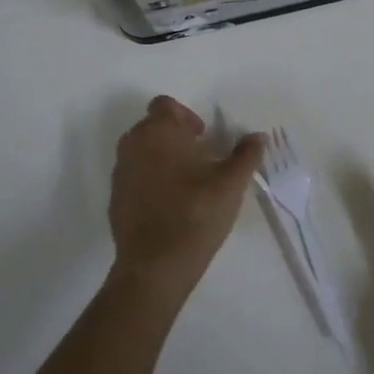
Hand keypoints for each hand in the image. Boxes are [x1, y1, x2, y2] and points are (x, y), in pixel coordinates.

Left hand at [107, 97, 263, 298]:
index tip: (203, 137)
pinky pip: (134, 176)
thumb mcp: (231, 184)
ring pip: (141, 151)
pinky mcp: (115, 198)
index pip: (165, 105)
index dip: (186, 116)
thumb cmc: (195, 214)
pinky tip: (170, 204)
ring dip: (161, 157)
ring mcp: (120, 173)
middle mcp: (133, 145)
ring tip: (187, 182)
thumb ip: (246, 155)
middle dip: (174, 136)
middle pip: (152, 126)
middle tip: (200, 158)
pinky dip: (150, 180)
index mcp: (159, 133)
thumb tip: (258, 136)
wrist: (154, 267)